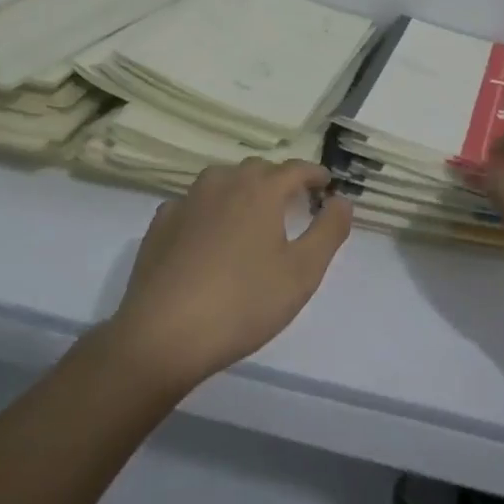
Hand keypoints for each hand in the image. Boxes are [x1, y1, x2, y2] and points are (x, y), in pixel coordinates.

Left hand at [108, 159, 352, 391]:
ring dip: (242, 189)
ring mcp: (186, 201)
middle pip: (257, 169)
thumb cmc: (243, 302)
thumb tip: (342, 200)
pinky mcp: (161, 224)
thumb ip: (329, 231)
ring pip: (222, 180)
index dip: (314, 174)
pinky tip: (209, 233)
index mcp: (260, 190)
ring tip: (252, 213)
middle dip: (279, 180)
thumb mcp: (303, 272)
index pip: (295, 169)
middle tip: (293, 202)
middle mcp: (222, 183)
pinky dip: (209, 209)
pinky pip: (193, 203)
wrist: (163, 334)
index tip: (326, 184)